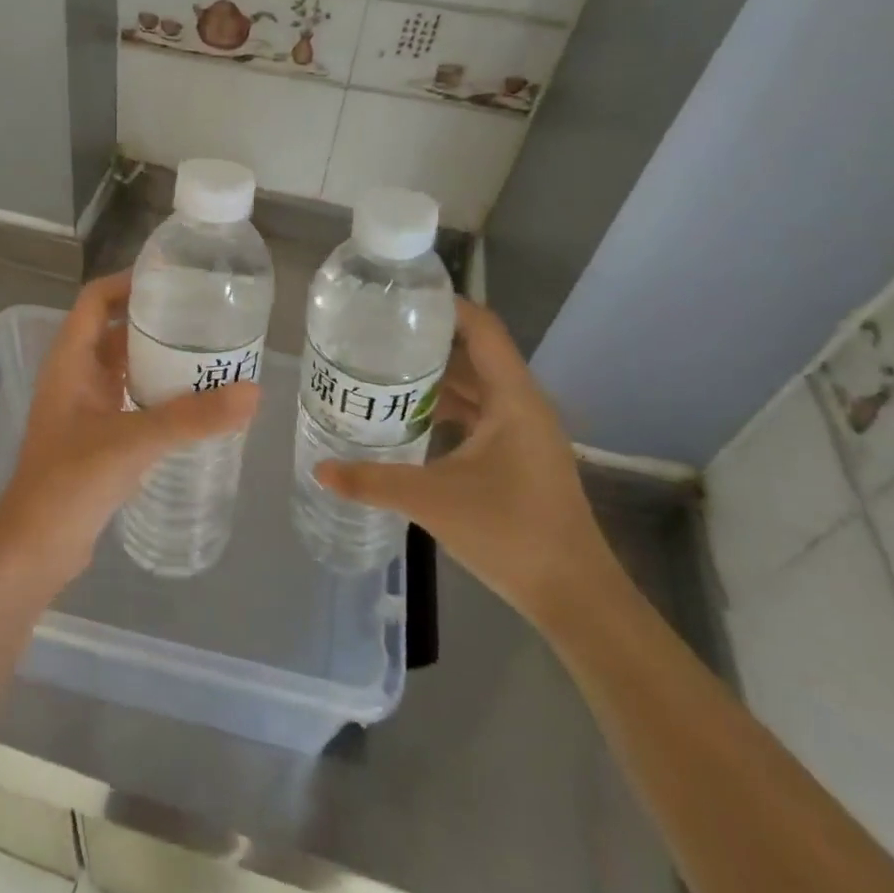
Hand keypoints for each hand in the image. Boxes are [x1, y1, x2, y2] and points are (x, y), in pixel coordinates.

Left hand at [0, 271, 259, 582]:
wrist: (36, 547)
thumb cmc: (71, 482)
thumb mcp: (133, 442)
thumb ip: (191, 418)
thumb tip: (253, 392)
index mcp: (70, 360)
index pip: (96, 300)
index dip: (129, 282)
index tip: (176, 280)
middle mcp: (75, 376)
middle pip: (116, 331)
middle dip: (157, 321)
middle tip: (208, 319)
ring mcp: (85, 408)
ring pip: (125, 367)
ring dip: (161, 359)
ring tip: (211, 356)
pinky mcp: (97, 437)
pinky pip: (131, 399)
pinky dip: (159, 394)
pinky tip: (194, 405)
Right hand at [314, 298, 619, 624]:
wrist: (573, 595)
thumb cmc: (510, 532)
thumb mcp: (432, 500)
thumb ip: (372, 481)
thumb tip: (320, 469)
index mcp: (513, 398)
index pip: (482, 329)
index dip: (445, 305)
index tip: (398, 298)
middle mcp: (522, 404)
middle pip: (474, 353)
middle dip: (427, 338)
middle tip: (374, 332)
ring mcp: (522, 431)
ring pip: (475, 385)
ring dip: (435, 374)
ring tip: (382, 366)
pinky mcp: (517, 455)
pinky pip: (477, 413)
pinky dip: (445, 405)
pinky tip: (408, 415)